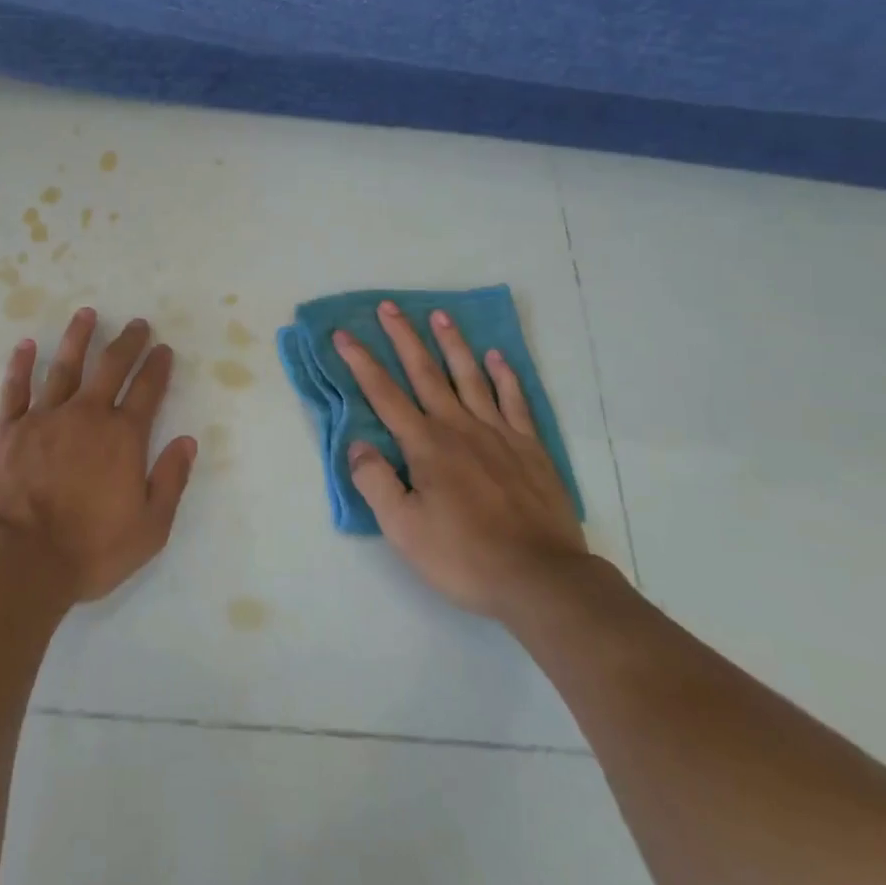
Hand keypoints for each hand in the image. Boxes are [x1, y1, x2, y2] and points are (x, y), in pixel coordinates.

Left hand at [0, 308, 195, 603]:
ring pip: (64, 367)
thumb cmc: (87, 551)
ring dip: (77, 339)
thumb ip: (171, 481)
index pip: (147, 392)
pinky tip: (26, 345)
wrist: (16, 562)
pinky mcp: (6, 429)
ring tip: (86, 314)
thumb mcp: (148, 529)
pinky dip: (21, 365)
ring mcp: (43, 418)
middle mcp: (85, 416)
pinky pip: (15, 388)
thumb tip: (187, 441)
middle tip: (137, 324)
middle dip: (127, 343)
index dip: (157, 368)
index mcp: (122, 438)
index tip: (163, 349)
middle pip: (110, 368)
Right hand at [335, 300, 590, 619]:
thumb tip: (357, 445)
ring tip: (440, 315)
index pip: (384, 394)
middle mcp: (458, 427)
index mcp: (425, 445)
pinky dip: (505, 376)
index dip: (361, 362)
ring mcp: (498, 433)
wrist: (541, 578)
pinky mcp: (529, 447)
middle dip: (404, 338)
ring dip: (452, 344)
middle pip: (426, 372)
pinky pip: (515, 400)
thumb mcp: (404, 529)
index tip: (344, 334)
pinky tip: (497, 357)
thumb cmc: (464, 556)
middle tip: (389, 306)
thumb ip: (376, 482)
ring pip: (470, 376)